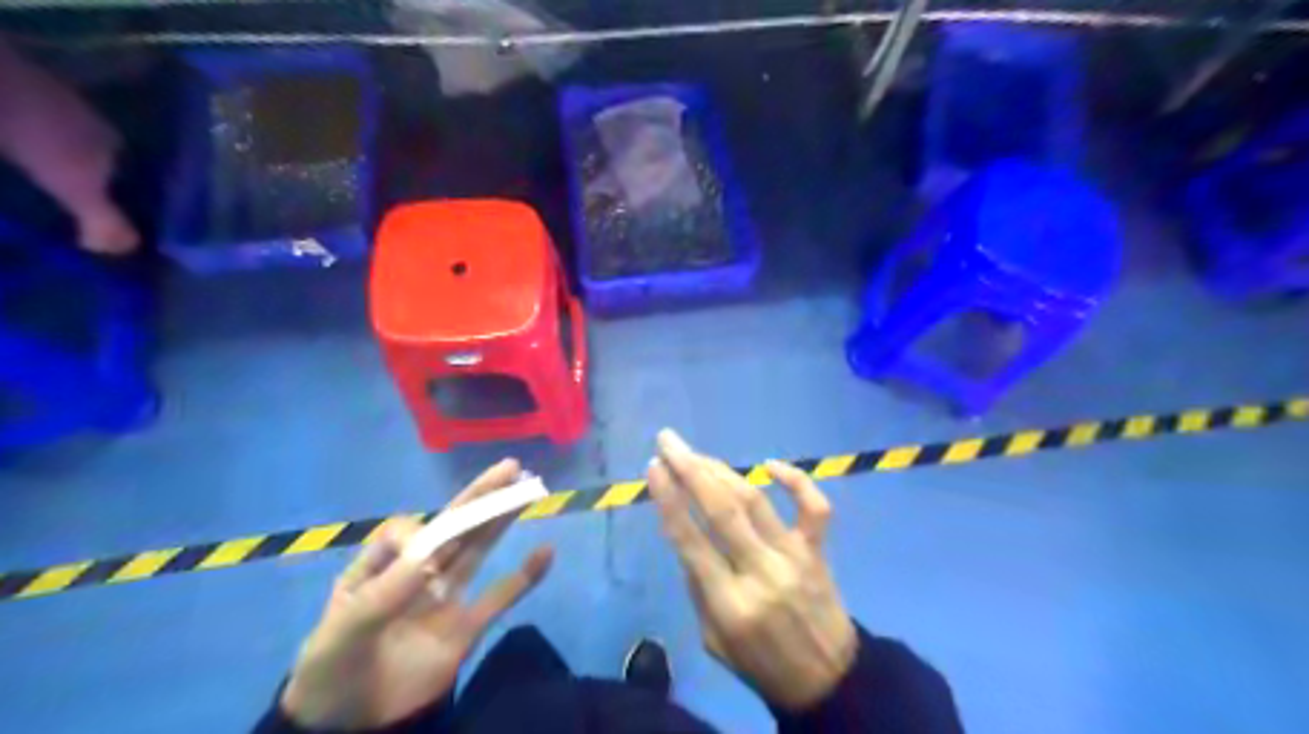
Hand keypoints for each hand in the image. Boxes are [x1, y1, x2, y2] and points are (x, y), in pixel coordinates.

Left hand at [282, 457, 550, 726]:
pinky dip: (525, 577)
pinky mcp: (466, 627)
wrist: (346, 726)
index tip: (424, 554)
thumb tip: (429, 553)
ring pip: (478, 551)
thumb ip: (384, 593)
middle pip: (452, 528)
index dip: (421, 533)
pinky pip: (500, 597)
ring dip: (503, 521)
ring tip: (530, 490)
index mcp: (380, 567)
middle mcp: (416, 574)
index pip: (405, 532)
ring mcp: (444, 598)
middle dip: (479, 497)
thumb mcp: (343, 631)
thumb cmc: (332, 669)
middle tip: (511, 468)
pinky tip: (547, 552)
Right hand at [646, 430, 861, 710]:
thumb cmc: (760, 663)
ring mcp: (793, 558)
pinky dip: (796, 480)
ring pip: (755, 501)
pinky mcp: (818, 551)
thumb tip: (685, 533)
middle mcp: (761, 573)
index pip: (690, 540)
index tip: (653, 466)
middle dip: (690, 469)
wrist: (828, 682)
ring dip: (723, 470)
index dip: (669, 499)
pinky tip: (770, 464)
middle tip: (668, 441)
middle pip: (721, 510)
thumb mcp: (713, 640)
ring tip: (698, 454)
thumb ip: (698, 587)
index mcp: (729, 603)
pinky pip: (814, 508)